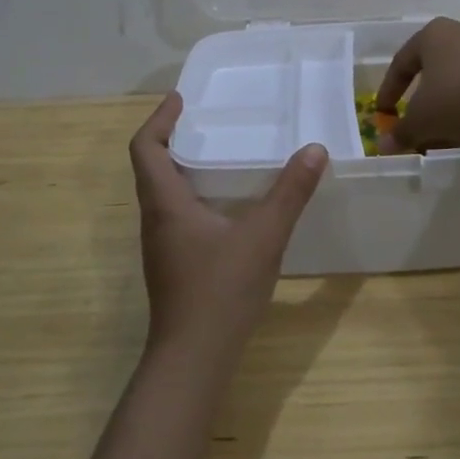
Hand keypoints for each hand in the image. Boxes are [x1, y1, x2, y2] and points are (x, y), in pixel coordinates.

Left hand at [128, 92, 327, 364]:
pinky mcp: (173, 264)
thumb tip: (314, 150)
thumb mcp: (263, 236)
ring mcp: (162, 244)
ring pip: (163, 192)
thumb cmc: (220, 290)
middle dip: (173, 138)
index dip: (159, 119)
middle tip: (207, 121)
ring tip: (219, 153)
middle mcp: (155, 219)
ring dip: (182, 167)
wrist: (193, 359)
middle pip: (151, 166)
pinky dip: (193, 194)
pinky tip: (227, 204)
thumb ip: (290, 193)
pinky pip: (176, 214)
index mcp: (165, 203)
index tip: (181, 99)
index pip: (145, 147)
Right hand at [376, 17, 459, 153]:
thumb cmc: (457, 97)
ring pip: (458, 81)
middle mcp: (459, 33)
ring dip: (447, 107)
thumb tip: (383, 146)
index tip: (384, 114)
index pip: (401, 63)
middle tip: (415, 124)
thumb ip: (401, 132)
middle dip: (422, 102)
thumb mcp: (422, 120)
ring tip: (444, 134)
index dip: (388, 91)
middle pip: (432, 71)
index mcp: (431, 35)